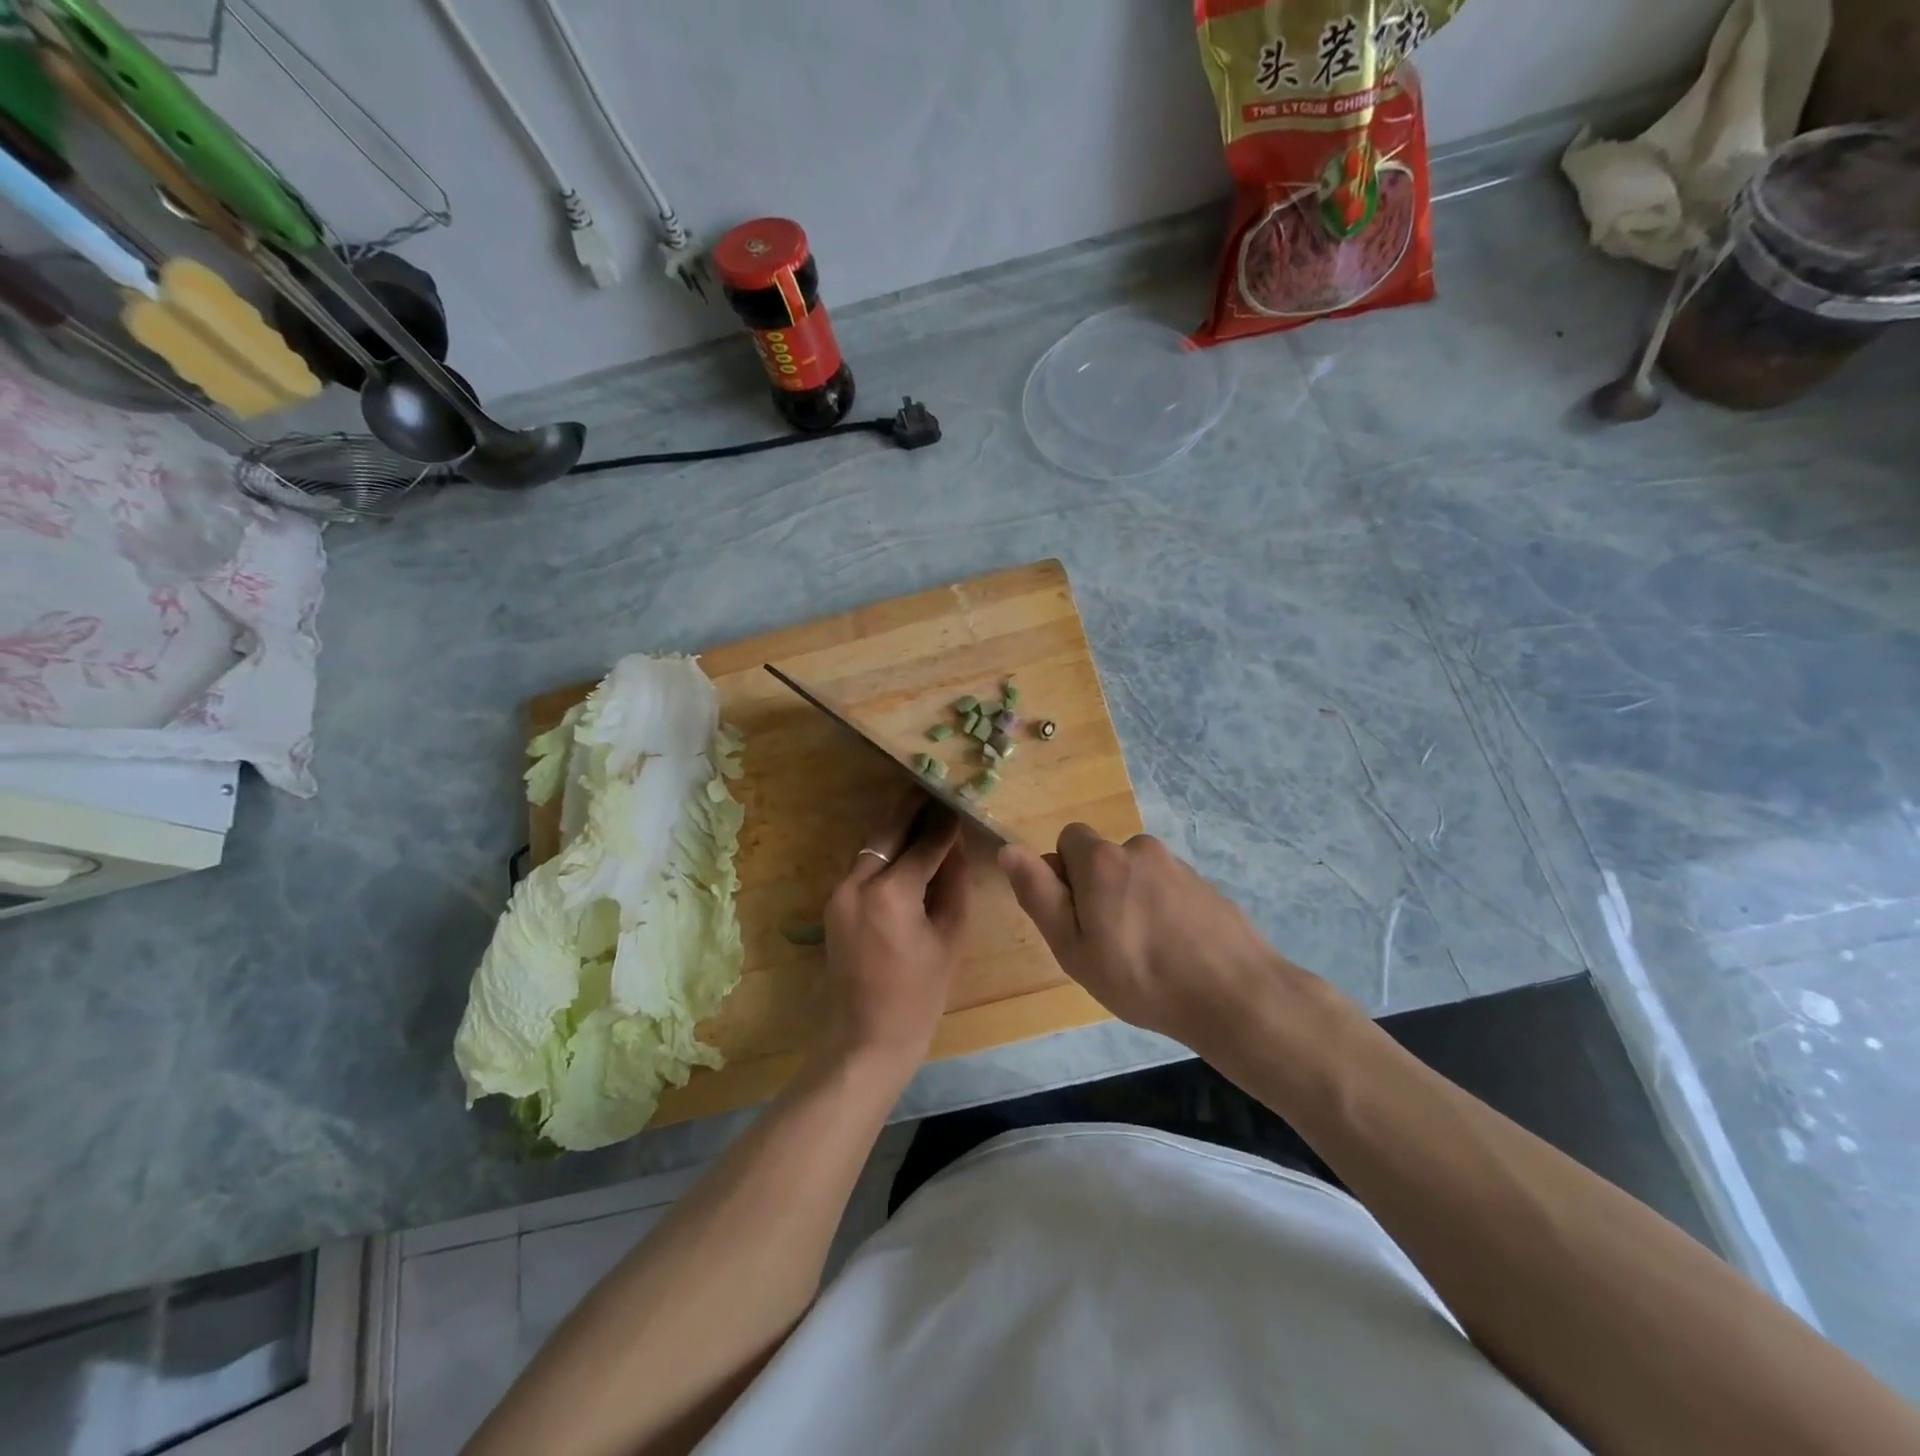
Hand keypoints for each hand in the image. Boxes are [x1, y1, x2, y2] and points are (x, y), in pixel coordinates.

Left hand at [818, 791, 972, 1076]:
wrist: (867, 1038)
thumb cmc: (920, 995)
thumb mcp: (950, 937)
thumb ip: (954, 884)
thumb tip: (956, 845)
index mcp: (891, 894)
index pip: (924, 845)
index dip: (944, 823)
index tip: (957, 801)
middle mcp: (858, 883)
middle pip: (887, 831)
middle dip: (911, 807)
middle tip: (931, 785)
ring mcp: (839, 893)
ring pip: (870, 845)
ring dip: (895, 826)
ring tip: (921, 807)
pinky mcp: (833, 904)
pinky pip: (862, 865)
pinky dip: (883, 850)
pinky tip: (903, 843)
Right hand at [1000, 824, 1301, 1048]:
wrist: (1235, 996)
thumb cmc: (1140, 977)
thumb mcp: (1073, 947)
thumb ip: (1039, 894)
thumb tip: (1008, 849)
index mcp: (1102, 859)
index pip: (1066, 841)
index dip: (1063, 878)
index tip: (1076, 921)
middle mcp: (1139, 848)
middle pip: (1101, 858)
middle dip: (1096, 890)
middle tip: (1107, 944)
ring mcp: (1178, 865)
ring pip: (1134, 875)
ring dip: (1129, 901)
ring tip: (1143, 954)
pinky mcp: (1205, 885)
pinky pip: (1165, 889)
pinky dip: (1160, 910)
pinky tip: (1173, 952)